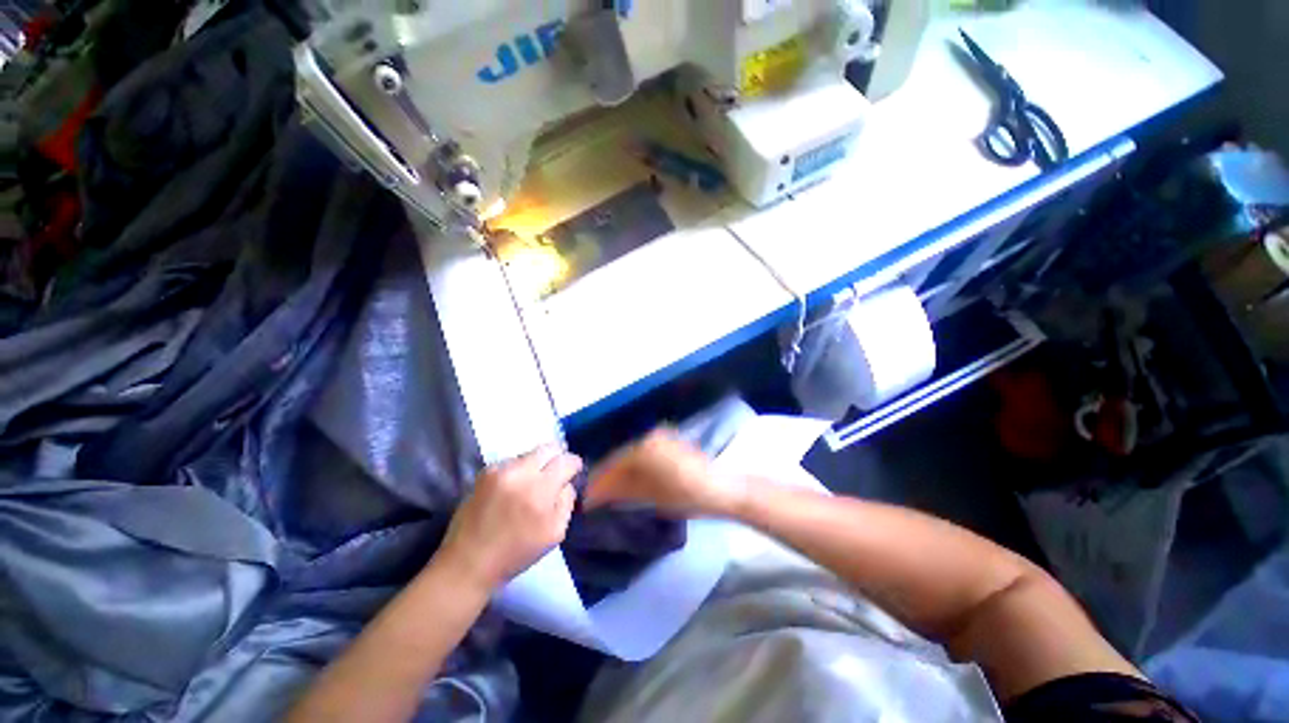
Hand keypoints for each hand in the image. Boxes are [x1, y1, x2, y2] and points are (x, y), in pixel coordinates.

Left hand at [439, 445, 581, 589]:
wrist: (468, 562)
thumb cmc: (516, 553)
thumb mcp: (555, 533)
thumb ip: (567, 501)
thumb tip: (566, 482)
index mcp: (540, 491)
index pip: (566, 460)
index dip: (574, 464)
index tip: (574, 471)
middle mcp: (520, 473)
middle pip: (549, 448)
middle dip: (557, 457)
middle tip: (557, 472)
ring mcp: (500, 470)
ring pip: (530, 453)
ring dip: (537, 464)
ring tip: (533, 483)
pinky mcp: (485, 472)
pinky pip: (512, 461)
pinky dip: (518, 470)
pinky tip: (514, 487)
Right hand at [585, 429, 742, 517]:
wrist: (720, 489)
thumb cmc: (684, 495)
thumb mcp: (649, 495)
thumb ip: (620, 491)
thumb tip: (595, 495)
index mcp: (644, 447)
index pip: (613, 464)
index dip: (600, 482)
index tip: (587, 497)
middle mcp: (650, 437)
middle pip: (622, 458)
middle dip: (610, 478)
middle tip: (597, 497)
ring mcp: (662, 439)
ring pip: (633, 457)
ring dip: (622, 474)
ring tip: (612, 493)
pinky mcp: (670, 444)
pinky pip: (645, 457)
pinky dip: (637, 470)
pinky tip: (632, 483)